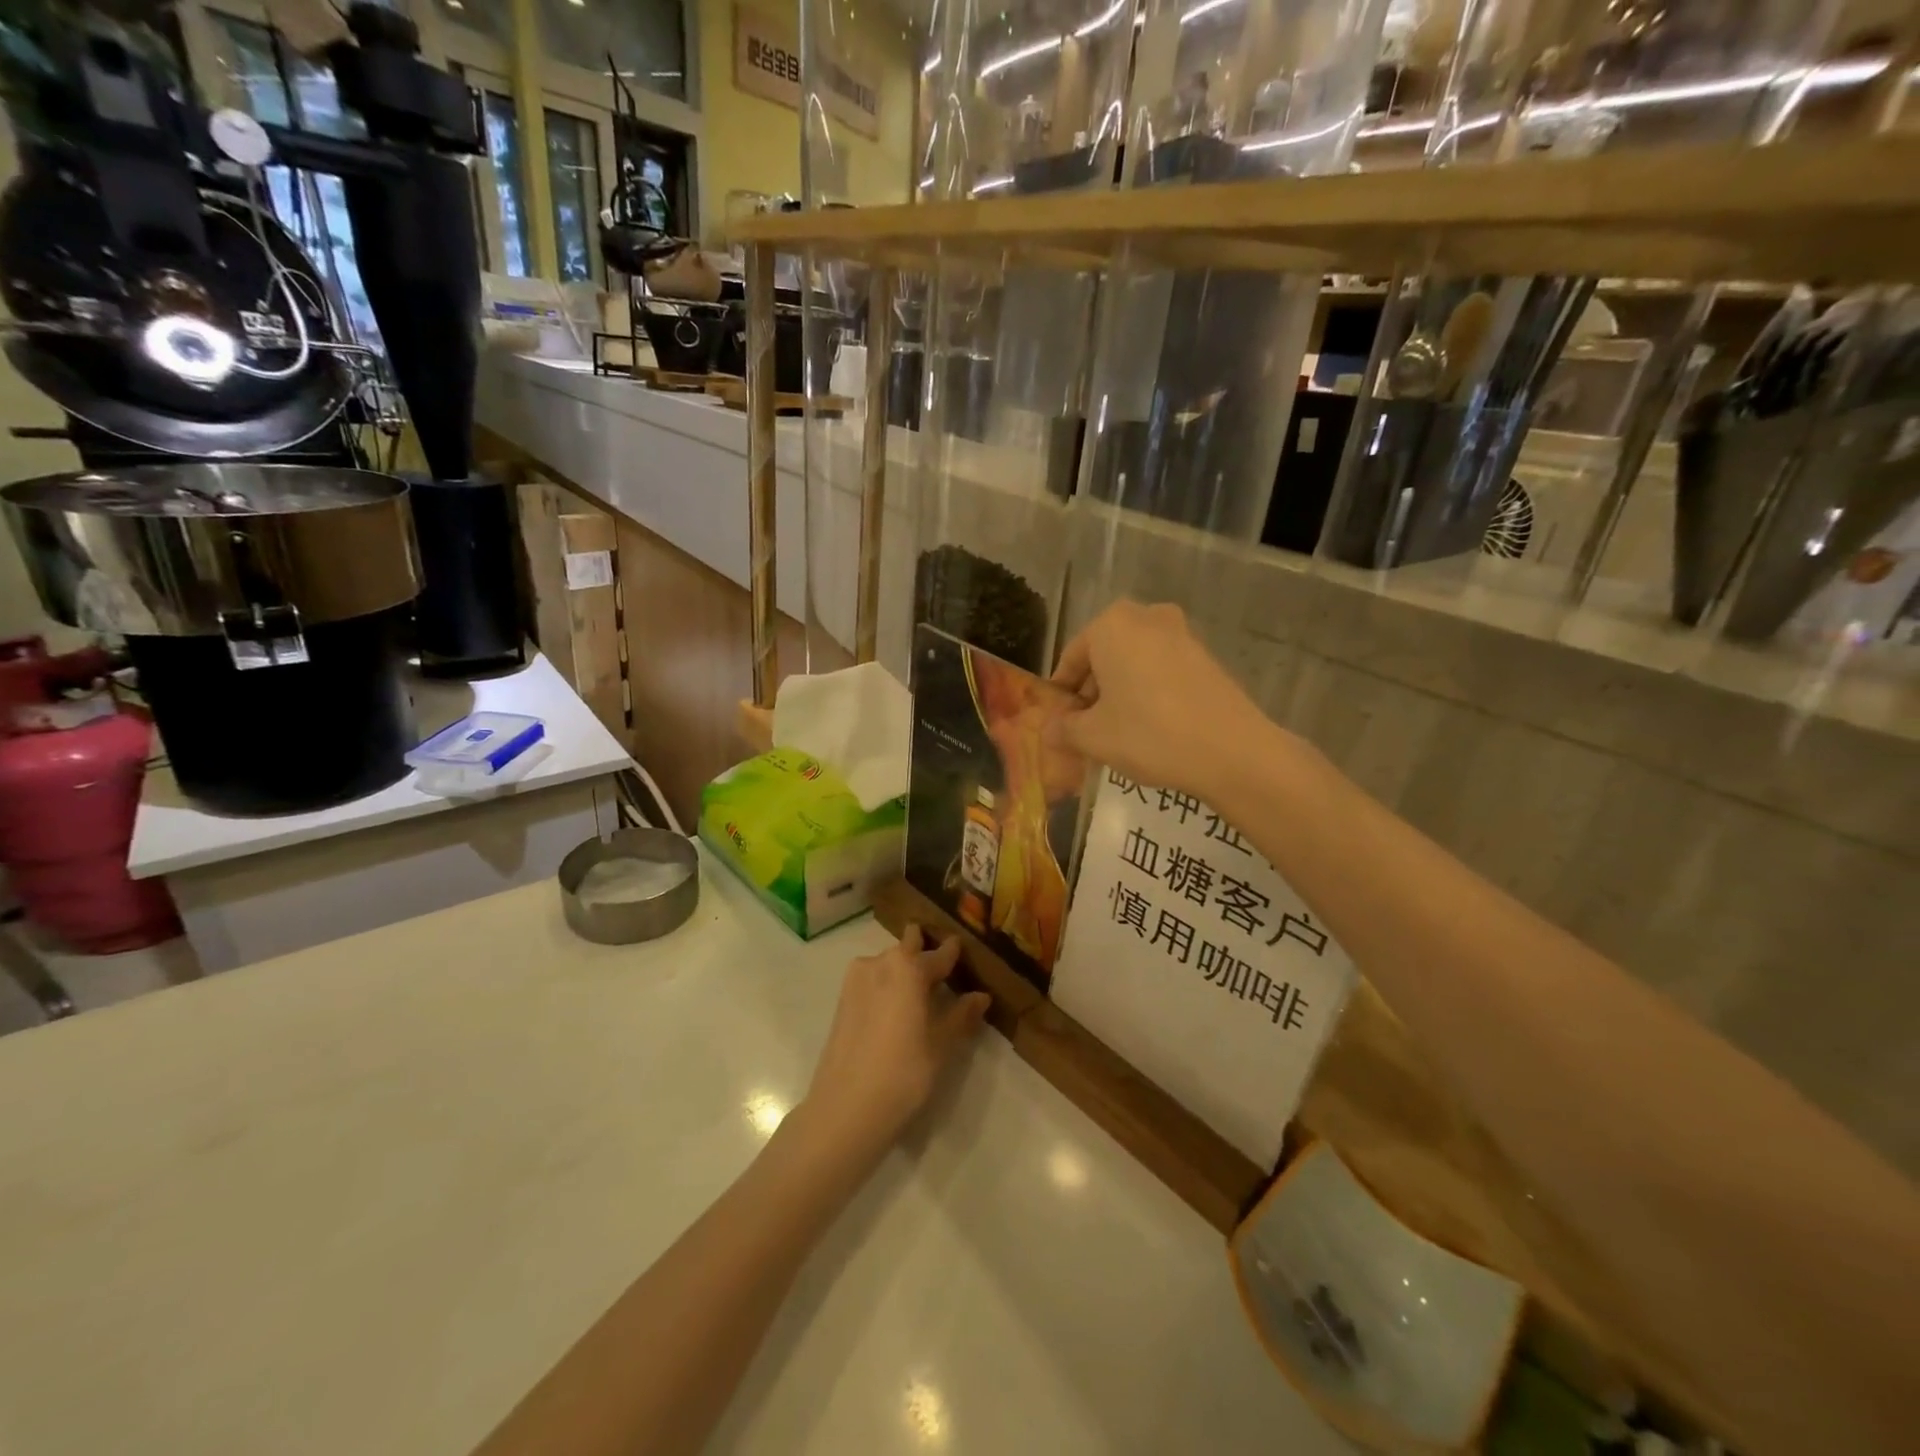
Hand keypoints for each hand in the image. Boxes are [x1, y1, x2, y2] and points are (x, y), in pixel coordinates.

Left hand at [800, 926, 990, 1160]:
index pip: (939, 953)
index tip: (962, 948)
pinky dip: (887, 984)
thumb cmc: (903, 1072)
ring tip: (920, 992)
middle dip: (924, 951)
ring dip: (903, 969)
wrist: (845, 1108)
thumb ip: (961, 1015)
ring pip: (887, 962)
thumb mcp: (941, 1045)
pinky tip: (896, 1007)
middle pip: (908, 948)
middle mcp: (880, 963)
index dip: (953, 952)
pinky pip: (872, 979)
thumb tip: (981, 996)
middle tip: (941, 969)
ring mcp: (856, 980)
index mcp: (908, 967)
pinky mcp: (842, 1000)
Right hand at [1049, 601, 1268, 800]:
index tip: (1059, 722)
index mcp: (1111, 625)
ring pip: (1134, 662)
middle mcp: (1146, 618)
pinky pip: (1161, 670)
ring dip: (1120, 692)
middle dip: (1092, 691)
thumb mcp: (1093, 737)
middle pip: (1104, 656)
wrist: (1232, 751)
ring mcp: (1181, 634)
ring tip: (1116, 732)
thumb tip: (1049, 729)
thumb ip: (1064, 729)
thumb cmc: (1148, 734)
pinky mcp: (1206, 656)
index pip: (1071, 658)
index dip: (1062, 694)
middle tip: (1085, 729)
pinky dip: (1148, 692)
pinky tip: (1149, 727)